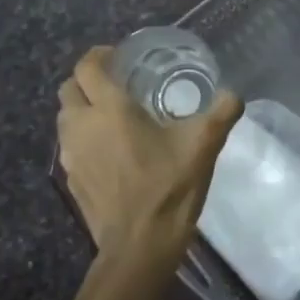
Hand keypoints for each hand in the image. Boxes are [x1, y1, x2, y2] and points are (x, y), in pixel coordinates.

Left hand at [56, 46, 242, 278]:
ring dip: (82, 108)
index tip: (119, 55)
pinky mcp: (71, 179)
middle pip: (68, 89)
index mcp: (110, 109)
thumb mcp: (203, 144)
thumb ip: (222, 111)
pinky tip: (111, 149)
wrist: (139, 244)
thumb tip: (234, 93)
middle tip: (117, 82)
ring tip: (113, 115)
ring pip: (65, 117)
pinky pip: (70, 145)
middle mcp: (82, 126)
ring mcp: (71, 155)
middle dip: (87, 79)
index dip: (99, 55)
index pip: (88, 67)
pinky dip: (84, 137)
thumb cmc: (169, 186)